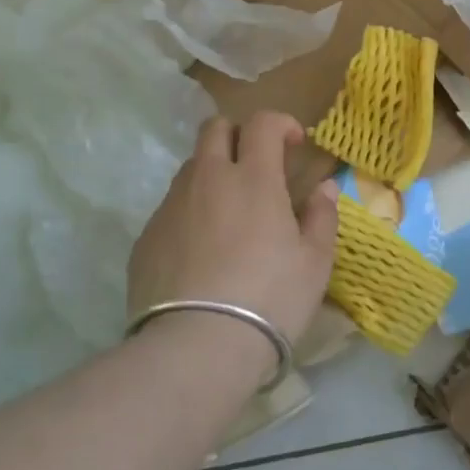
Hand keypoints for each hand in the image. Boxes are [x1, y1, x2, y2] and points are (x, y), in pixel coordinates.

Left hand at [128, 112, 339, 348]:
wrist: (197, 346)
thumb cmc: (270, 299)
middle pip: (214, 129)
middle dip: (238, 135)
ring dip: (213, 174)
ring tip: (230, 213)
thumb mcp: (315, 262)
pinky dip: (191, 212)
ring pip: (191, 168)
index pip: (262, 123)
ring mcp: (171, 207)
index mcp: (253, 179)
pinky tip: (202, 252)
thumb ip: (322, 217)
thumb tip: (324, 188)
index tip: (294, 144)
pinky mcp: (146, 237)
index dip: (281, 123)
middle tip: (257, 166)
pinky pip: (171, 208)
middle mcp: (207, 180)